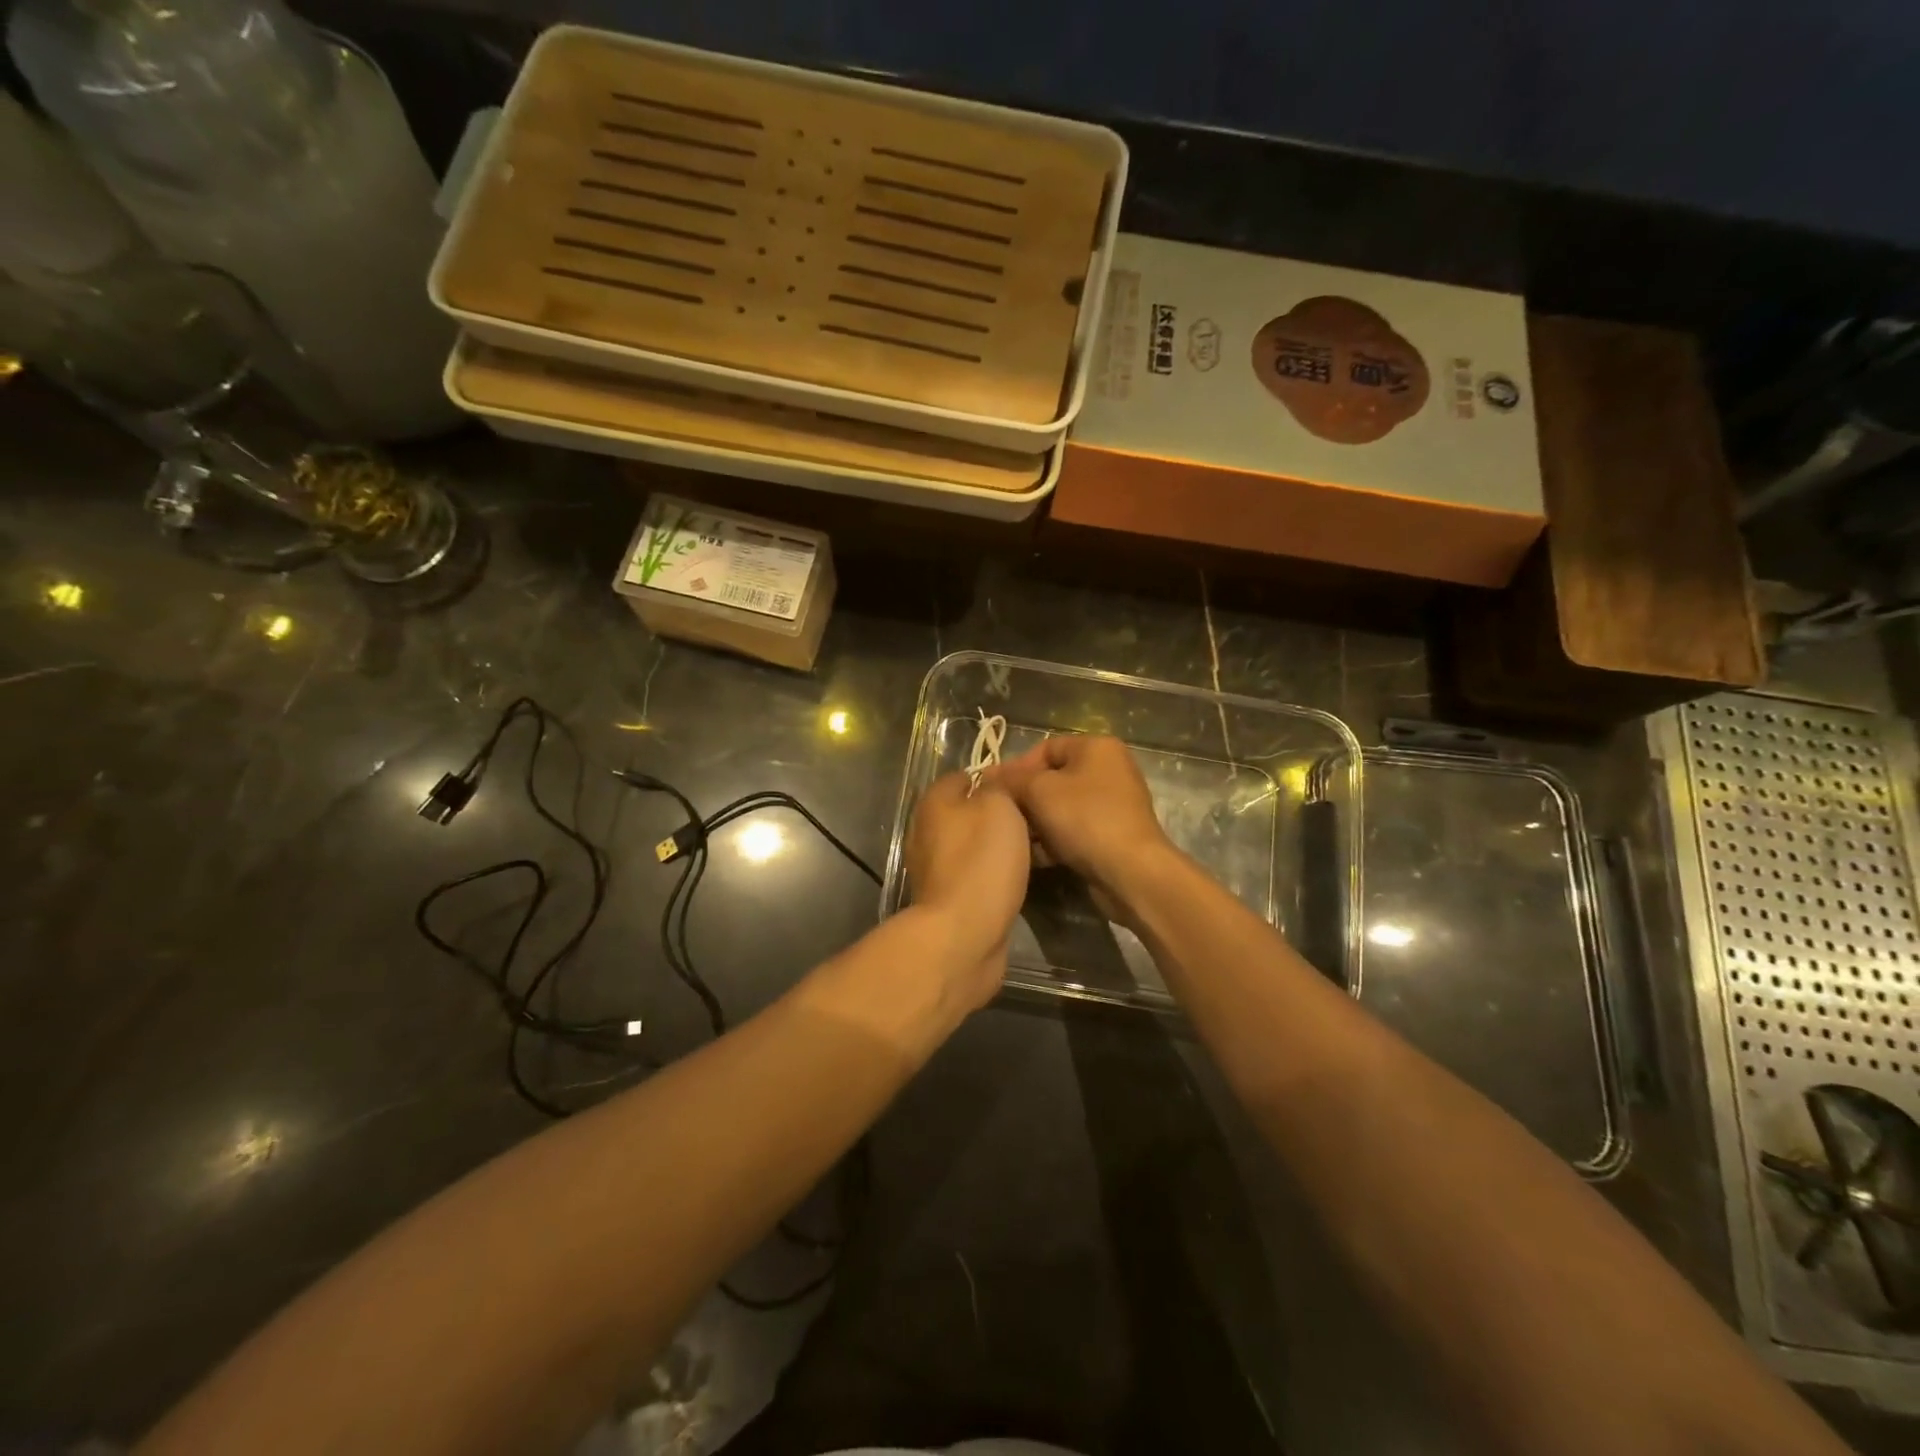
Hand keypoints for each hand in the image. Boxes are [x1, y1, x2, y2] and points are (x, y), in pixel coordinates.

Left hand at [903, 770, 1032, 1008]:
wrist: (963, 935)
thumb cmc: (981, 862)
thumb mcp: (999, 808)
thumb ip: (998, 788)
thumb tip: (994, 785)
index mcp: (933, 803)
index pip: (963, 776)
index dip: (994, 778)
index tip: (1024, 788)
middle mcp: (926, 831)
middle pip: (966, 811)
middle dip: (996, 814)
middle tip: (1033, 820)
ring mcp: (933, 868)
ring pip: (971, 845)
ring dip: (996, 847)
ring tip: (1032, 850)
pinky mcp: (945, 899)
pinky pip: (973, 874)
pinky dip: (991, 874)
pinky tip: (1015, 879)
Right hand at [992, 734, 1178, 924]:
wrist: (1130, 872)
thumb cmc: (1085, 819)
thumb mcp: (1039, 791)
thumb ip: (1010, 780)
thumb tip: (988, 777)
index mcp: (1097, 747)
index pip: (1045, 748)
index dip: (1015, 767)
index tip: (993, 791)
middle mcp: (1109, 770)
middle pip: (1053, 779)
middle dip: (1024, 798)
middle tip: (1001, 817)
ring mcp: (1113, 804)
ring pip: (1061, 807)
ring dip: (1036, 822)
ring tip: (1015, 839)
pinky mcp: (1112, 835)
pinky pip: (1074, 830)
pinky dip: (1054, 840)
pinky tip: (1035, 857)